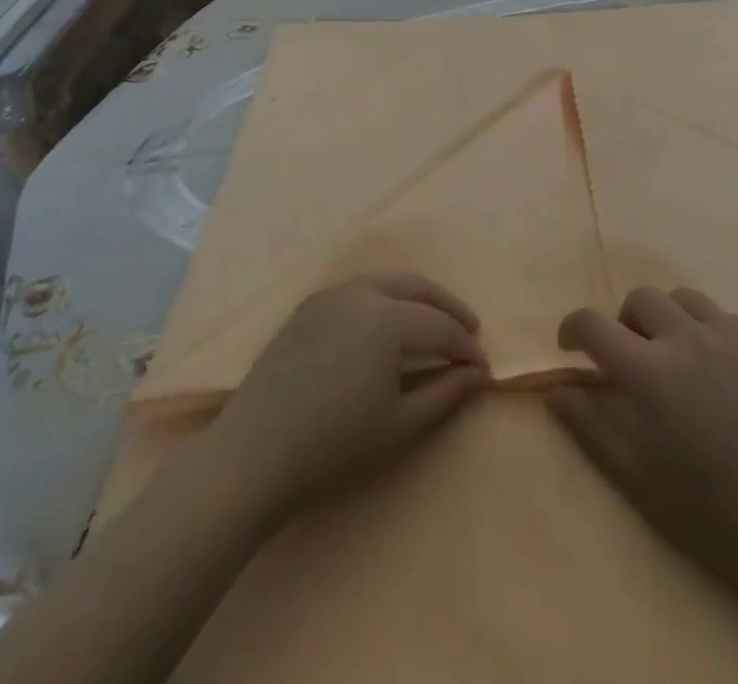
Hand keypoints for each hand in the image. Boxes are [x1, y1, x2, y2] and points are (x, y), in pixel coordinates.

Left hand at [203, 273, 487, 524]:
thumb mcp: (399, 425)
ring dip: (416, 299)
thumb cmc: (334, 446)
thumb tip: (477, 375)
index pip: (441, 325)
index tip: (484, 370)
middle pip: (417, 287)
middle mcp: (361, 292)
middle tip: (470, 331)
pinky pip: (358, 292)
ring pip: (386, 283)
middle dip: (448, 307)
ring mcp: (330, 295)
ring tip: (433, 325)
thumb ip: (445, 394)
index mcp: (387, 317)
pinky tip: (387, 328)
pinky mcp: (308, 307)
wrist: (253, 453)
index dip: (466, 347)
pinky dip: (384, 301)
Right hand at [548, 286, 737, 602]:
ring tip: (682, 362)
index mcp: (651, 373)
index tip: (573, 346)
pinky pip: (726, 318)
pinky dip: (713, 337)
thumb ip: (589, 425)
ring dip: (670, 322)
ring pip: (683, 300)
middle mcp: (688, 338)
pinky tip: (727, 380)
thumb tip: (556, 390)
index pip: (593, 324)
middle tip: (637, 361)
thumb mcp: (635, 477)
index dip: (573, 328)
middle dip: (627, 325)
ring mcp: (733, 334)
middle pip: (639, 299)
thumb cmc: (709, 512)